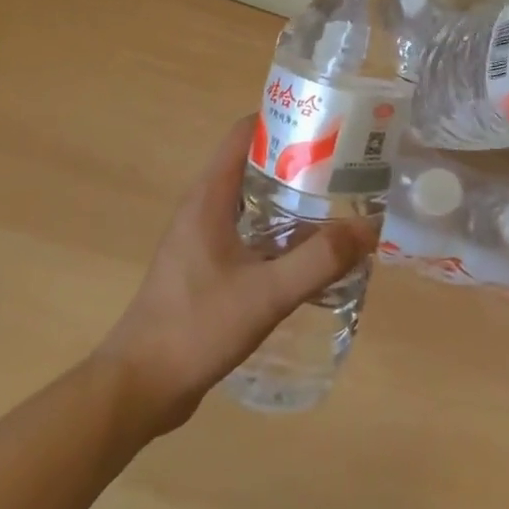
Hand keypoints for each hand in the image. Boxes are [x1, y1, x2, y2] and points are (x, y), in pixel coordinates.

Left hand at [99, 116, 376, 431]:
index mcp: (209, 197)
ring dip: (292, 198)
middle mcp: (204, 208)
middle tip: (346, 167)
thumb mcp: (266, 294)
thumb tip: (369, 228)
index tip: (327, 125)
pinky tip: (311, 253)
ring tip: (339, 205)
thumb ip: (319, 261)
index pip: (244, 133)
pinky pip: (250, 233)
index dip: (284, 120)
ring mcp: (203, 239)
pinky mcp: (207, 267)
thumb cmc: (196, 328)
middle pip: (254, 164)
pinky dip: (281, 231)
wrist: (140, 388)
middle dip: (299, 161)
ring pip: (254, 201)